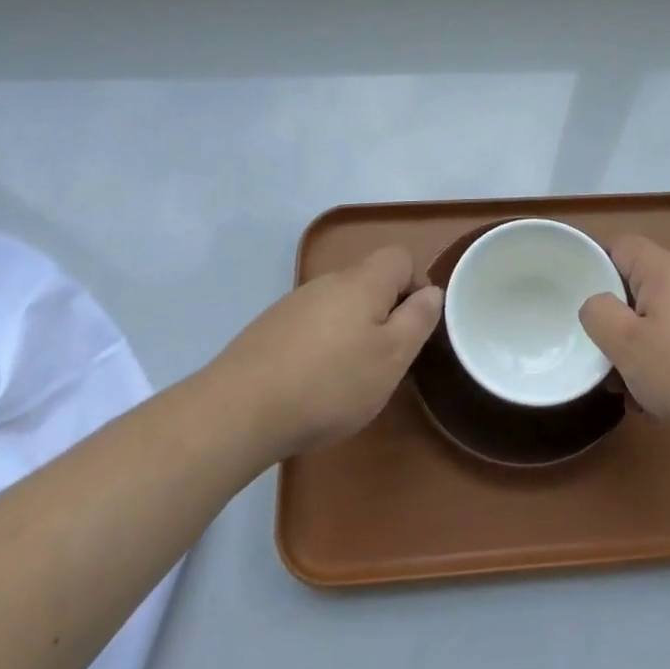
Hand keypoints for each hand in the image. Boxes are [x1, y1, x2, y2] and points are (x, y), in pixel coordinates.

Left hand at [218, 246, 441, 460]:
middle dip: (383, 314)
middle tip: (384, 360)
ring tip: (347, 379)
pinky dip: (320, 348)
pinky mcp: (268, 330)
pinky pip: (310, 327)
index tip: (413, 328)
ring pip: (338, 306)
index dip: (415, 286)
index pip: (400, 258)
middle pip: (369, 282)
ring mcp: (293, 304)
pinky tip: (310, 386)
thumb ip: (418, 319)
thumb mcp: (392, 357)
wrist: (238, 411)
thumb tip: (431, 292)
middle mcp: (328, 282)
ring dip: (351, 332)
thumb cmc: (330, 383)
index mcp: (363, 281)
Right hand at [579, 235, 669, 441]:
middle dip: (621, 320)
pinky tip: (665, 401)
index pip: (622, 245)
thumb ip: (598, 314)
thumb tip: (597, 303)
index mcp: (667, 270)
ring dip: (644, 348)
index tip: (580, 297)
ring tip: (633, 390)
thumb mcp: (627, 346)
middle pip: (643, 285)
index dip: (596, 264)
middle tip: (606, 355)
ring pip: (665, 318)